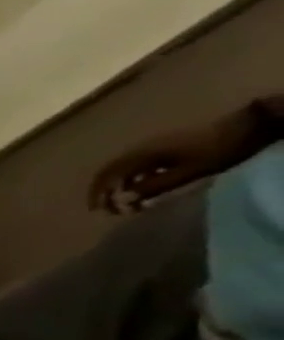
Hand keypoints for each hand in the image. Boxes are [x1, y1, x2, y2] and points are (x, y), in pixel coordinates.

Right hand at [87, 118, 255, 214]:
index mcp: (141, 155)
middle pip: (110, 172)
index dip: (97, 193)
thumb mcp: (187, 172)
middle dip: (105, 192)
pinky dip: (134, 181)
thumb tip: (124, 200)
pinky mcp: (160, 150)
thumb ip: (153, 187)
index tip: (96, 211)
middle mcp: (138, 150)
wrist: (244, 128)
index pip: (107, 175)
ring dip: (120, 188)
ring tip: (129, 203)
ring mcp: (149, 148)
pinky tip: (145, 190)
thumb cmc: (215, 151)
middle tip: (110, 210)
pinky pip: (136, 167)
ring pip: (123, 170)